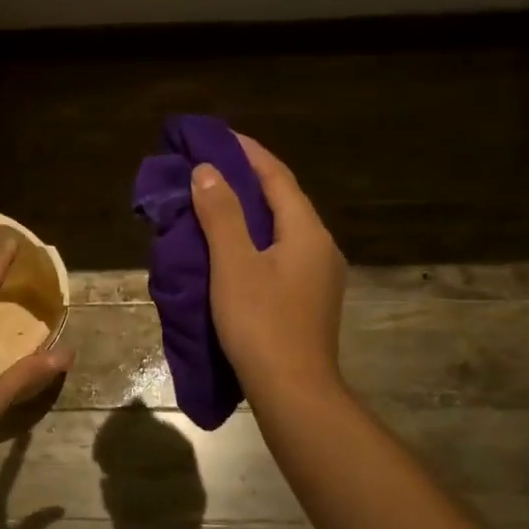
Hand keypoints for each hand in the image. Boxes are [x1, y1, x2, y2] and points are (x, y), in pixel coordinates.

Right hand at [191, 135, 345, 397]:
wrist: (294, 391)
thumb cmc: (261, 324)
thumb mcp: (234, 265)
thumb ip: (221, 214)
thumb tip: (208, 171)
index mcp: (306, 231)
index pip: (277, 176)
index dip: (247, 152)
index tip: (216, 136)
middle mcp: (320, 247)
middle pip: (282, 200)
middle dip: (246, 180)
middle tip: (208, 169)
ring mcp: (319, 276)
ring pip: (281, 229)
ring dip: (249, 212)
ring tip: (213, 205)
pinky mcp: (308, 300)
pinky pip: (280, 254)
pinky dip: (254, 241)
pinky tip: (232, 251)